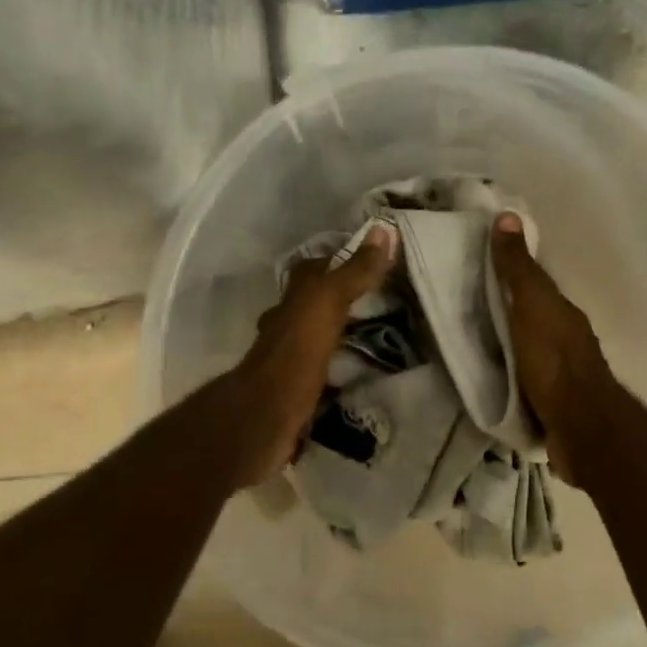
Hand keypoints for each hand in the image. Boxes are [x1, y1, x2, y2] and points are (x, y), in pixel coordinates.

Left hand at [223, 223, 396, 486]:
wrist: (264, 417)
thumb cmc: (295, 354)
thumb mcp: (327, 304)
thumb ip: (354, 272)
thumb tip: (382, 229)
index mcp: (293, 301)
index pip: (315, 269)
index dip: (339, 260)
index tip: (372, 258)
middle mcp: (285, 326)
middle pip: (313, 304)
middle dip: (340, 300)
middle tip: (380, 300)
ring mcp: (287, 361)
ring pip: (315, 339)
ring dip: (338, 336)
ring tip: (376, 338)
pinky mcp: (294, 392)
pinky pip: (321, 373)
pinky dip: (337, 371)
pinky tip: (358, 376)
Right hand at [491, 212, 616, 484]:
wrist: (578, 425)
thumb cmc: (553, 359)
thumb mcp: (532, 305)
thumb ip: (518, 268)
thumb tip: (506, 215)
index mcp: (561, 312)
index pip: (534, 285)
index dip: (509, 275)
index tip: (477, 268)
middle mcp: (565, 338)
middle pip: (531, 318)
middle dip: (505, 312)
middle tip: (464, 308)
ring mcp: (560, 373)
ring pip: (528, 349)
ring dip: (507, 346)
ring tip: (471, 344)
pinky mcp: (549, 403)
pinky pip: (523, 379)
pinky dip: (508, 374)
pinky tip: (489, 377)